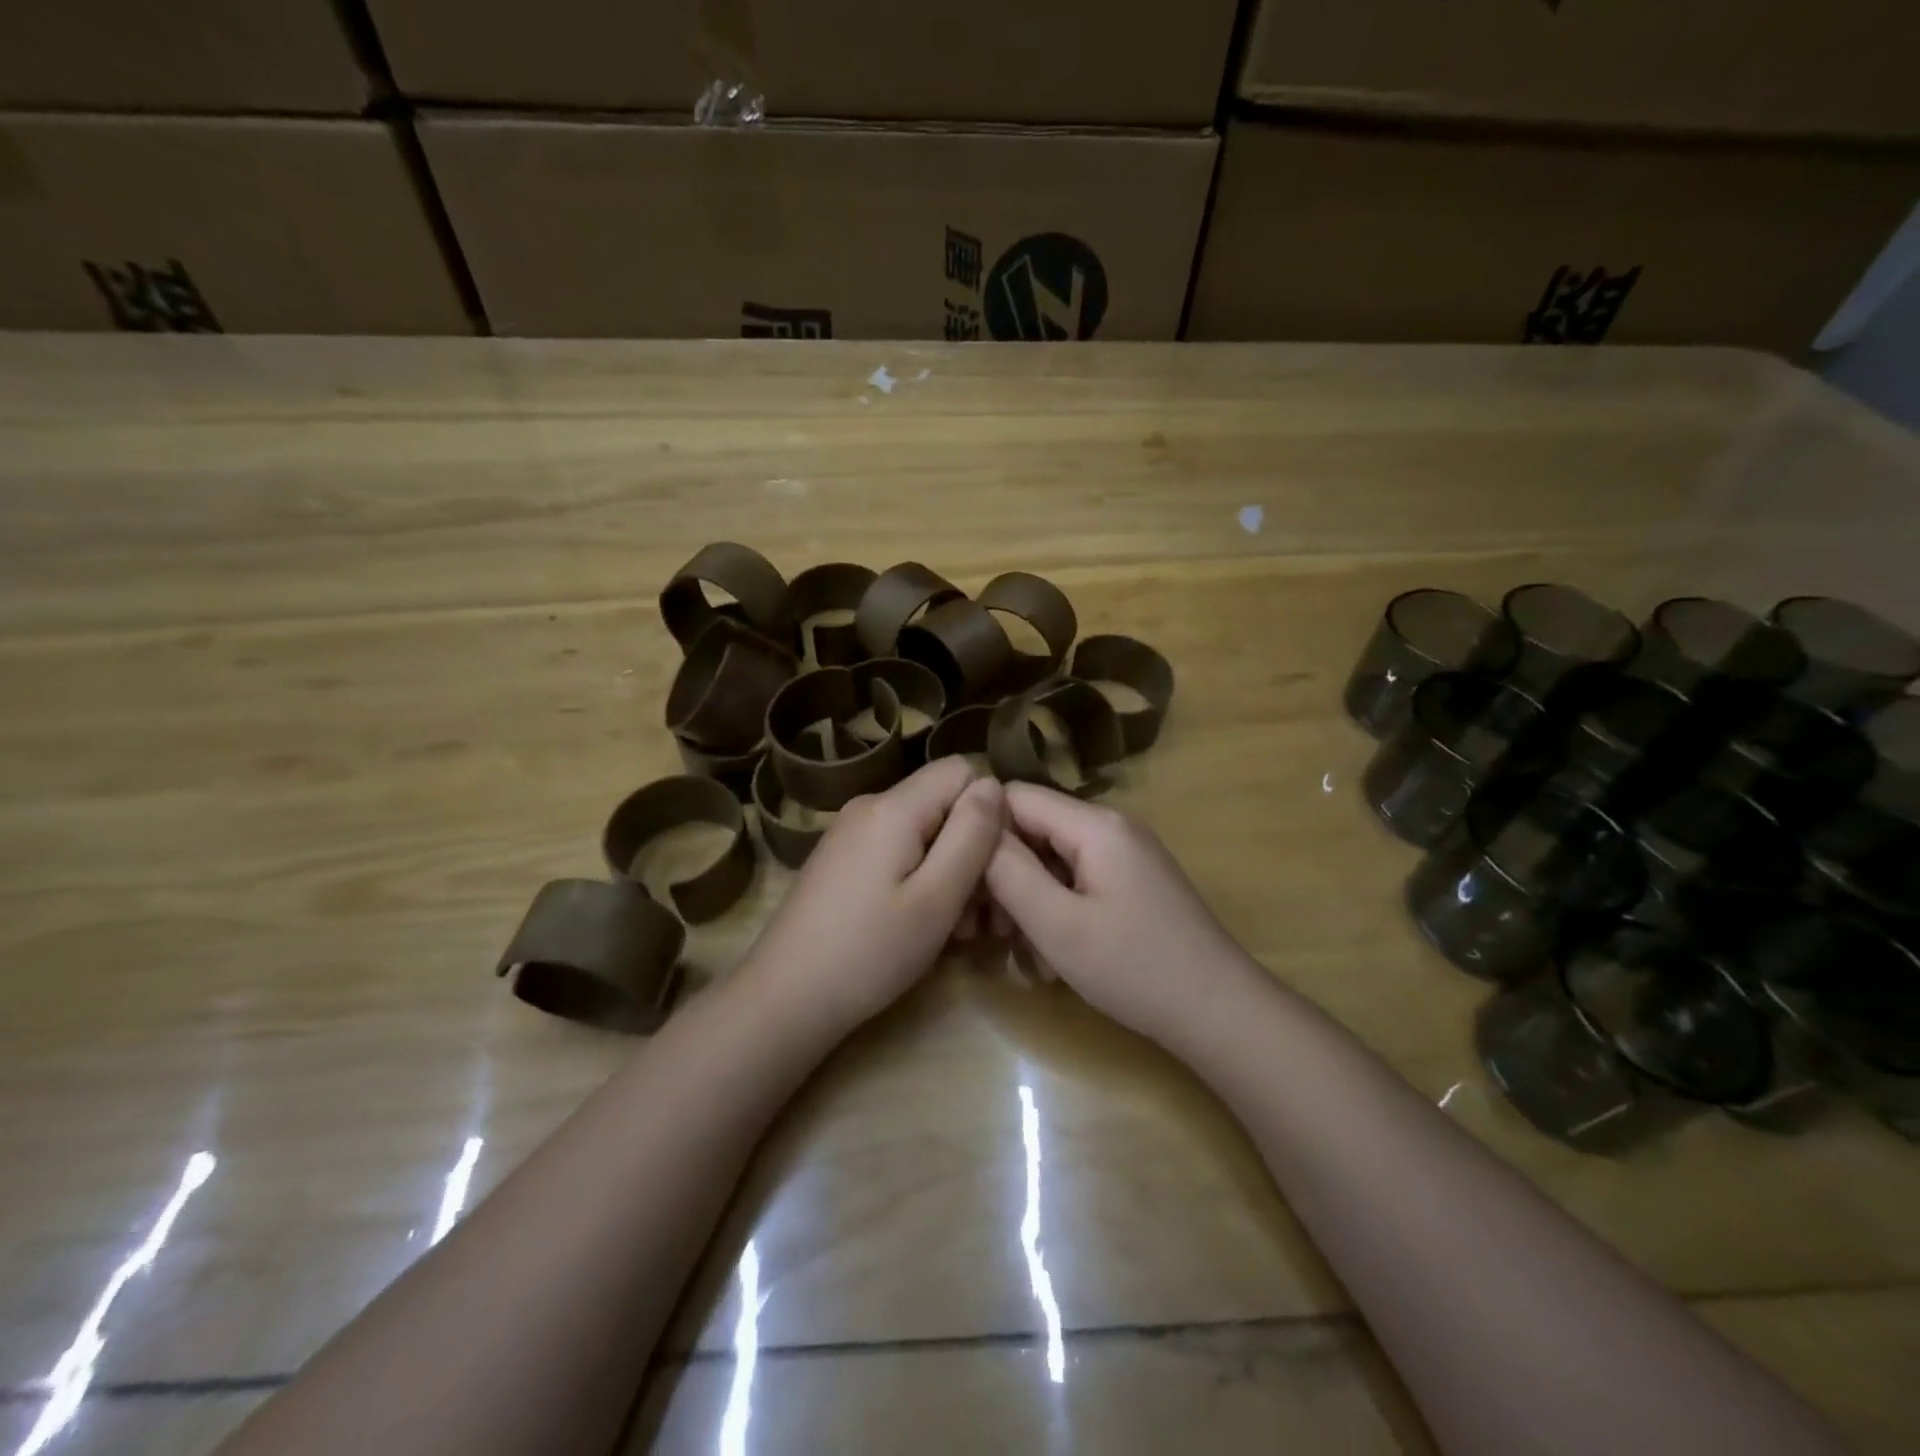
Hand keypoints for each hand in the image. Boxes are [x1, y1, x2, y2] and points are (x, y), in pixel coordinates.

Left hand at [744, 758, 1005, 1032]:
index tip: (995, 865)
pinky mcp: (841, 859)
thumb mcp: (937, 898)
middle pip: (942, 803)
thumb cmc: (869, 952)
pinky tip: (921, 924)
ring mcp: (850, 833)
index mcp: (893, 807)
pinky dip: (920, 880)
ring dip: (949, 872)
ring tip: (957, 931)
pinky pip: (897, 851)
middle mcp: (869, 806)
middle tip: (982, 916)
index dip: (988, 811)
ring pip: (923, 831)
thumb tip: (993, 784)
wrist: (784, 998)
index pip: (962, 770)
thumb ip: (971, 835)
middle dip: (971, 850)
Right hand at [984, 784, 1256, 1044]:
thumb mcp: (1057, 924)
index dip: (981, 832)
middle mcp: (1111, 826)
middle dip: (1002, 873)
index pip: (1014, 797)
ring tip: (1016, 947)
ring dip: (1026, 896)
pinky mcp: (1132, 881)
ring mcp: (1126, 853)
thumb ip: (1009, 871)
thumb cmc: (1134, 968)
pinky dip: (1055, 906)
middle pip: (1034, 827)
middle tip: (983, 929)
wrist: (1219, 1013)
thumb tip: (975, 829)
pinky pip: (1077, 878)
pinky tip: (1051, 952)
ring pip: (1052, 857)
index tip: (962, 882)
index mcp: (1095, 823)